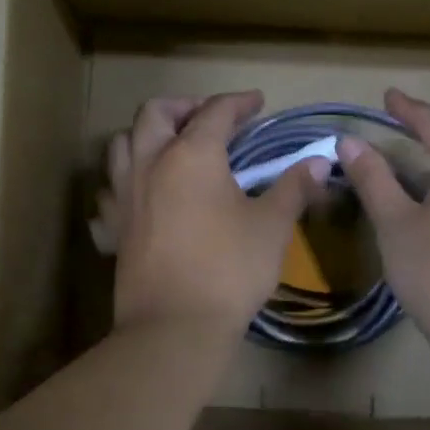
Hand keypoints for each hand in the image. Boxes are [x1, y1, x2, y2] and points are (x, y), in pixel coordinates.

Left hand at [97, 91, 327, 337]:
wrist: (175, 326)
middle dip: (184, 106)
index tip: (257, 103)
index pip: (215, 112)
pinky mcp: (113, 227)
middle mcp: (150, 164)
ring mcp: (125, 195)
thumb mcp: (271, 226)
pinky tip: (142, 195)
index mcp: (192, 155)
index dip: (238, 102)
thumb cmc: (230, 269)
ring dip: (146, 135)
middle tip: (210, 119)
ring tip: (171, 147)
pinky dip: (125, 181)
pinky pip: (110, 190)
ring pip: (122, 144)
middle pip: (155, 113)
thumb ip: (293, 187)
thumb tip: (319, 161)